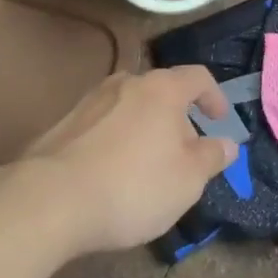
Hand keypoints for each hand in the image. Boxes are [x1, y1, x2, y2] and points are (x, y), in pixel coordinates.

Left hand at [19, 66, 237, 255]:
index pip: (198, 77)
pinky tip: (111, 175)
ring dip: (145, 129)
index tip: (220, 121)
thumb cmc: (132, 186)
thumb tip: (227, 143)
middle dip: (177, 119)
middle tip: (183, 153)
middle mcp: (127, 82)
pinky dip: (116, 142)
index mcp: (162, 89)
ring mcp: (91, 100)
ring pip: (131, 107)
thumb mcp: (187, 180)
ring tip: (146, 166)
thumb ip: (212, 158)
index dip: (215, 96)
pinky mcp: (64, 124)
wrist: (49, 200)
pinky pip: (103, 126)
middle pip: (162, 91)